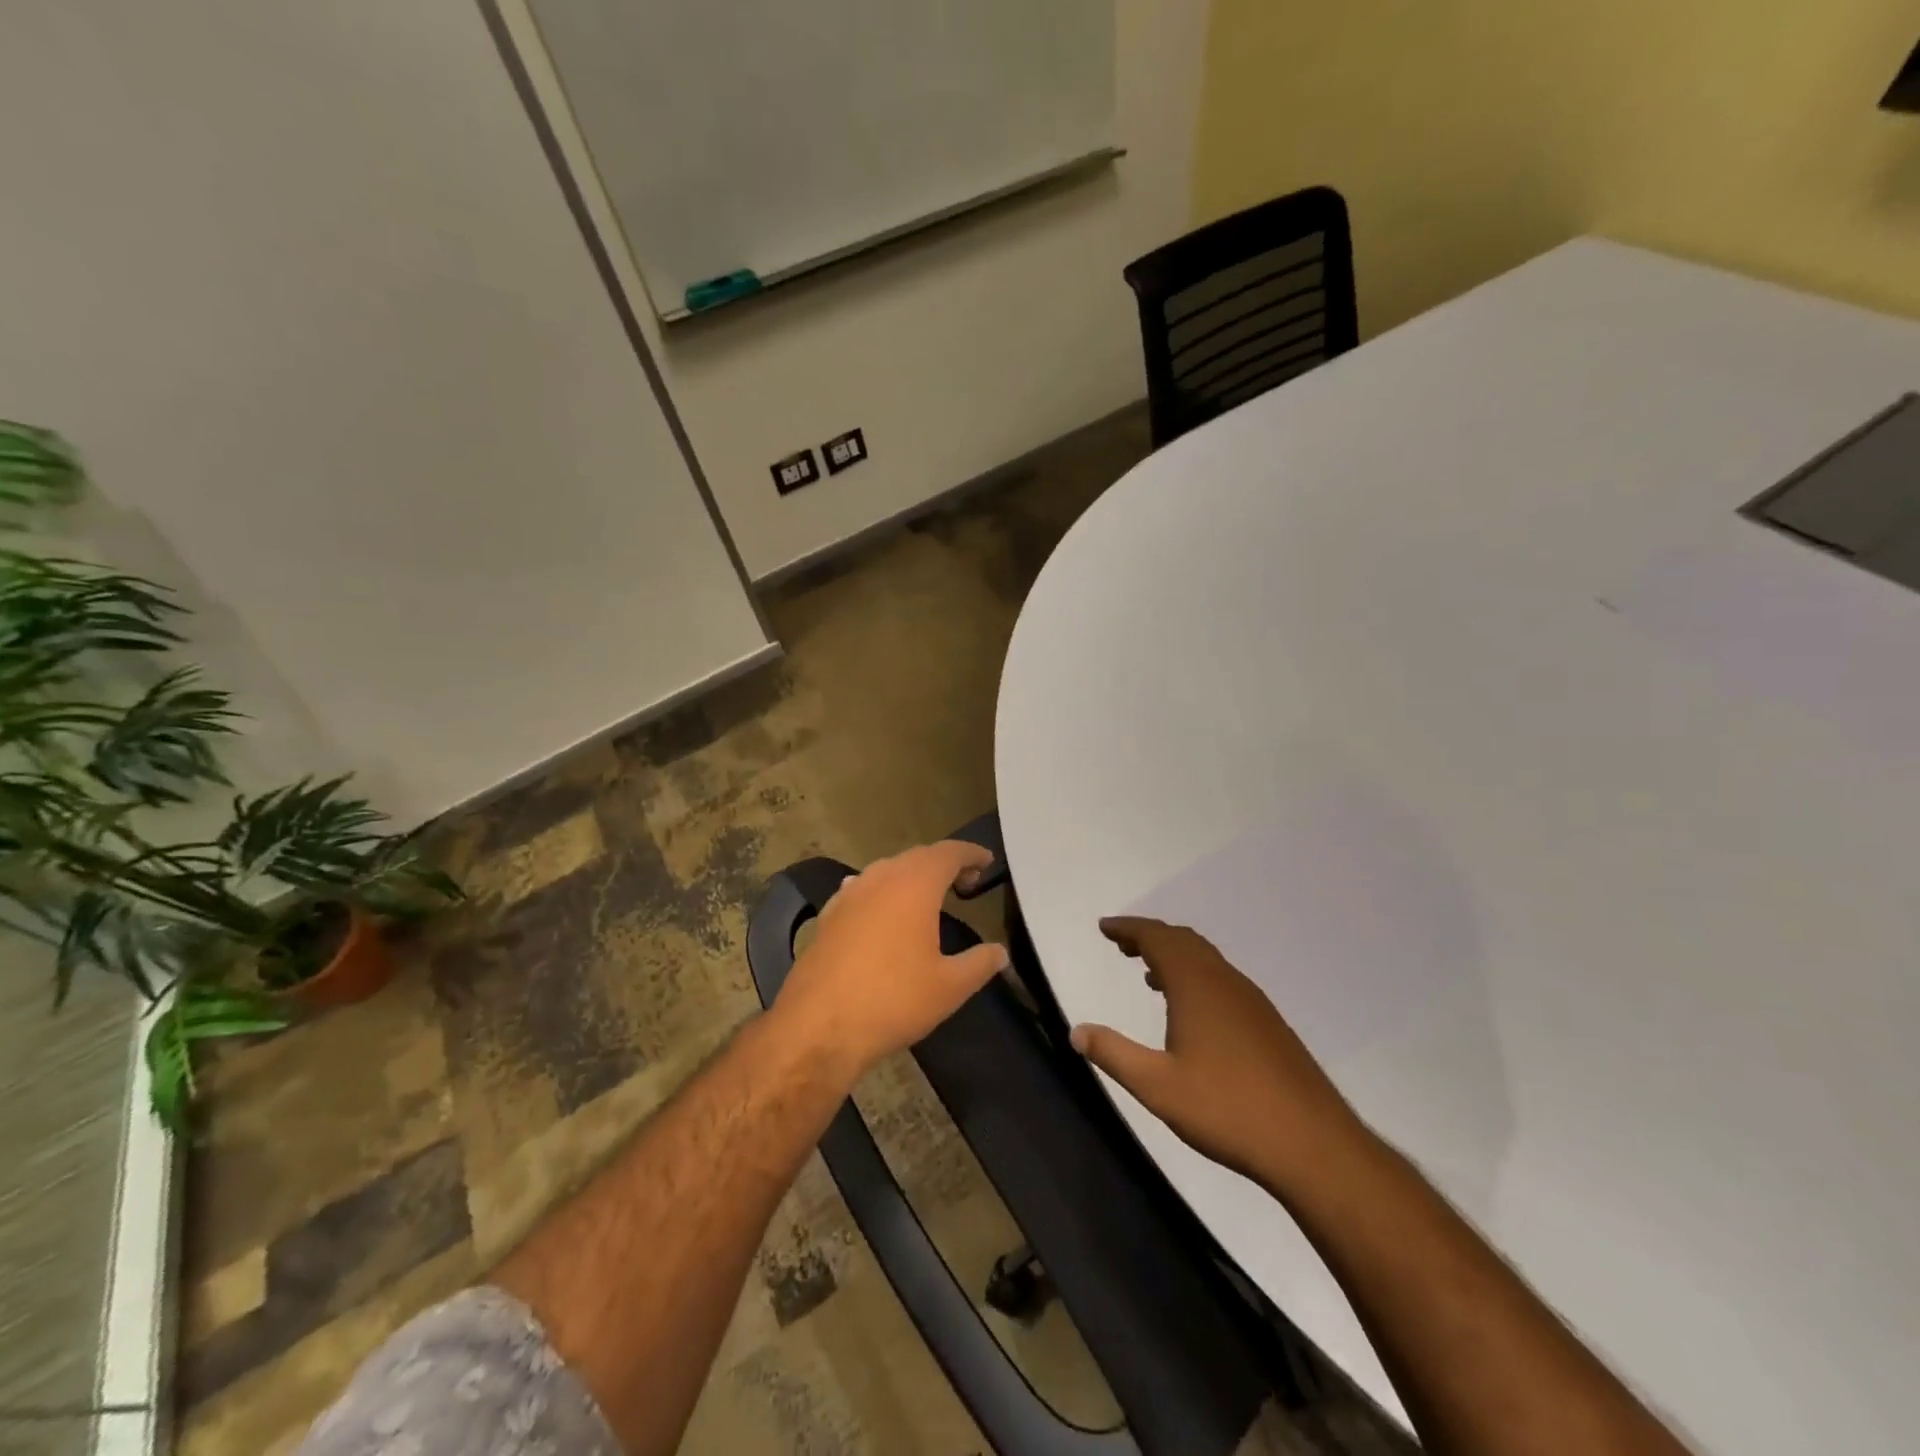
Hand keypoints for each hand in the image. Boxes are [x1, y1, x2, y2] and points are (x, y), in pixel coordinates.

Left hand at [773, 840, 1008, 1082]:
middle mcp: (880, 878)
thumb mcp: (950, 987)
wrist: (818, 1026)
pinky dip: (883, 892)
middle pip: (917, 856)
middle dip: (943, 863)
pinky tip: (883, 910)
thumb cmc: (893, 1000)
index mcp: (914, 885)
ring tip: (928, 897)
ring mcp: (848, 894)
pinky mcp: (827, 916)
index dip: (970, 853)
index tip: (987, 861)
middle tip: (965, 882)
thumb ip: (980, 963)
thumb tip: (999, 952)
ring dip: (911, 876)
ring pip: (887, 870)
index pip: (948, 852)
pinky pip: (863, 889)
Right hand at [1071, 916, 1369, 1193]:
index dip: (1128, 928)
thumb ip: (1114, 1054)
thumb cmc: (1227, 1109)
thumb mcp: (1157, 1086)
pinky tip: (1191, 1010)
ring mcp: (1251, 1001)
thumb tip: (1076, 1031)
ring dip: (1174, 956)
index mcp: (1197, 985)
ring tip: (1149, 973)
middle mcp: (1225, 981)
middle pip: (1183, 941)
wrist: (1312, 1144)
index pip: (1157, 938)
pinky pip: (1222, 979)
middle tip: (1121, 945)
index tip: (1104, 927)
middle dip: (1150, 937)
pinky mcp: (1268, 1023)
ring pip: (1206, 959)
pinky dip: (1196, 976)